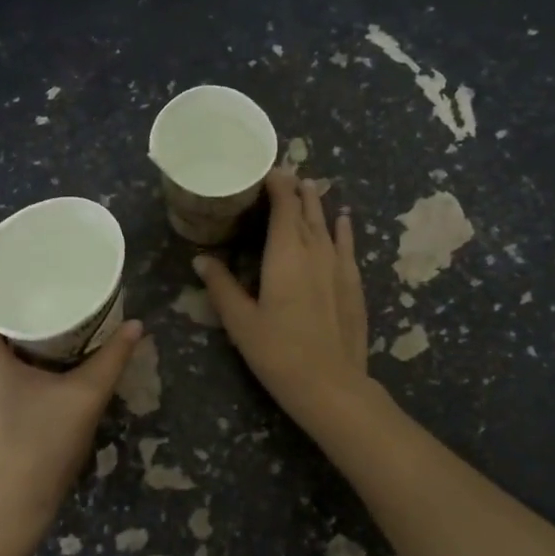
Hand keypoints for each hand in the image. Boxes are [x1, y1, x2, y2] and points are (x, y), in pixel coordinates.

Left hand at [0, 269, 143, 539]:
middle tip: (53, 276)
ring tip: (50, 303)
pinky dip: (6, 337)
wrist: (5, 514)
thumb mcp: (83, 399)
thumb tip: (138, 326)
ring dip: (10, 313)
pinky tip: (39, 343)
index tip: (32, 254)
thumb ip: (112, 357)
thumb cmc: (39, 450)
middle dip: (12, 284)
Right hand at [195, 171, 373, 435]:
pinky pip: (348, 246)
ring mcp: (339, 267)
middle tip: (285, 174)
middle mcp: (315, 251)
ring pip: (327, 225)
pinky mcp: (353, 285)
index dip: (277, 185)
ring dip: (317, 205)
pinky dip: (343, 230)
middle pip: (307, 210)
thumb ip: (221, 286)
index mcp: (286, 254)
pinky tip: (344, 220)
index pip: (284, 206)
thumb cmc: (278, 352)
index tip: (267, 170)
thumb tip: (200, 259)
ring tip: (311, 187)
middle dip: (296, 190)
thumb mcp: (240, 321)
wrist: (330, 385)